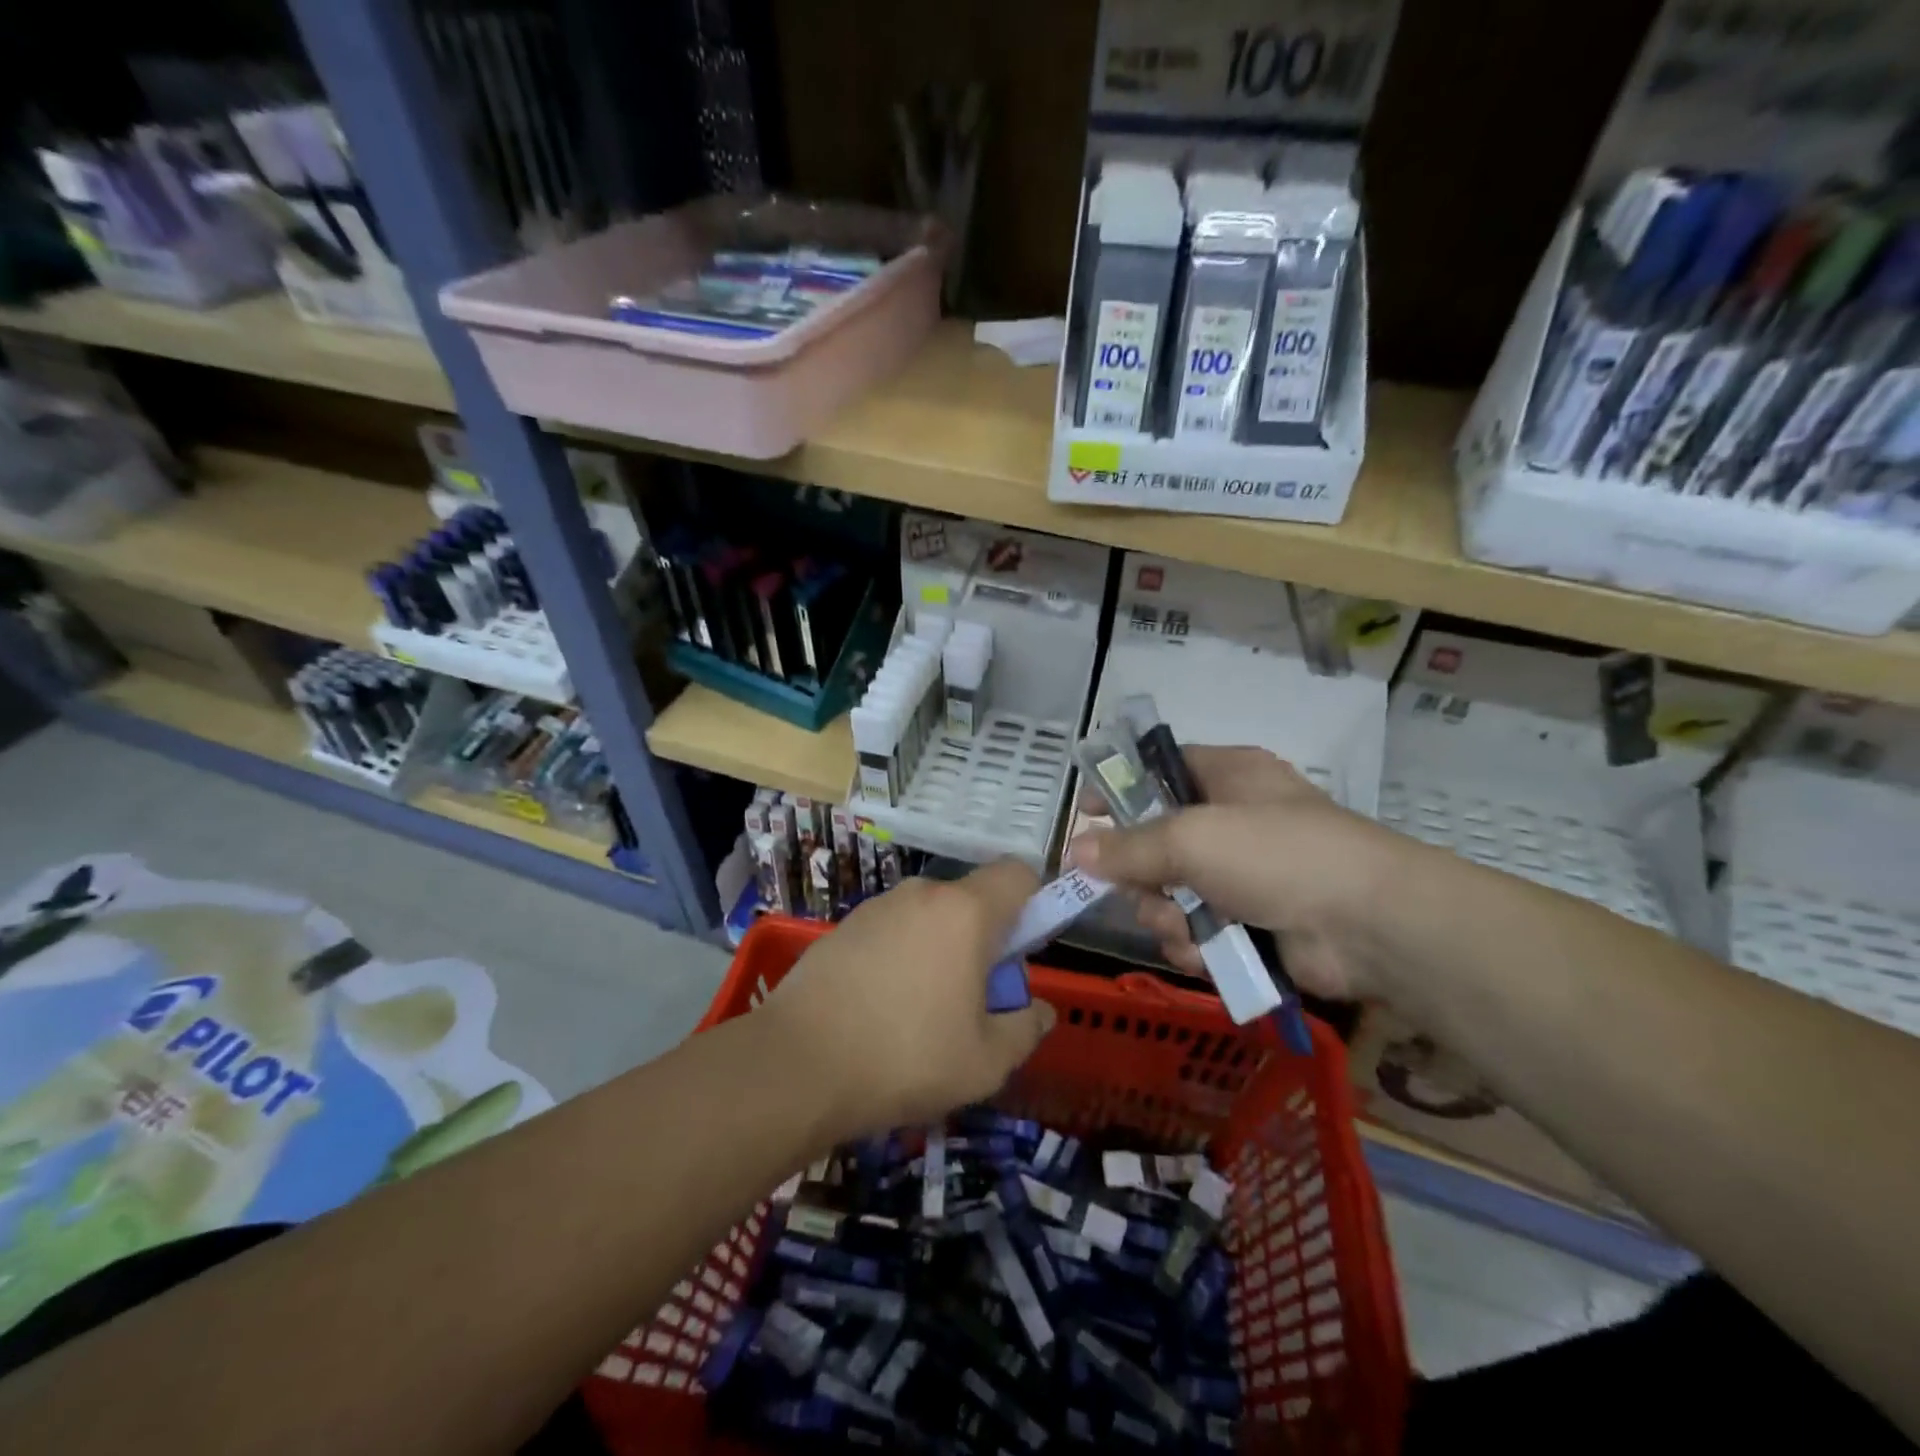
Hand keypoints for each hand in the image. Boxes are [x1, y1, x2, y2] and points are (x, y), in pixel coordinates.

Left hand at [758, 860, 1056, 1136]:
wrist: (797, 1065)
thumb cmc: (906, 1058)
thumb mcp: (985, 1062)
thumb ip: (1025, 1029)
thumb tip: (1040, 1012)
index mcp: (965, 912)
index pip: (1018, 873)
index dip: (1033, 904)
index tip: (1021, 955)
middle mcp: (922, 893)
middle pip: (972, 900)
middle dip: (984, 940)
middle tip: (973, 1000)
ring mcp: (877, 906)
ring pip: (930, 917)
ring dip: (940, 950)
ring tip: (921, 1013)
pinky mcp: (843, 926)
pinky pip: (893, 930)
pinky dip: (901, 956)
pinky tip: (880, 1008)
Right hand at [1070, 745, 1408, 1000]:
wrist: (1368, 926)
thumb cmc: (1277, 855)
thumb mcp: (1192, 838)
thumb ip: (1128, 846)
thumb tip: (1074, 850)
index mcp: (1227, 775)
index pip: (1158, 770)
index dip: (1120, 789)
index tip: (1086, 813)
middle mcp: (1232, 820)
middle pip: (1156, 842)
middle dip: (1142, 874)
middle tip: (1141, 887)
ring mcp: (1243, 876)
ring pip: (1171, 894)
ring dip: (1166, 915)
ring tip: (1185, 925)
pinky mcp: (1251, 925)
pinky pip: (1197, 932)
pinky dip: (1194, 945)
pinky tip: (1205, 953)